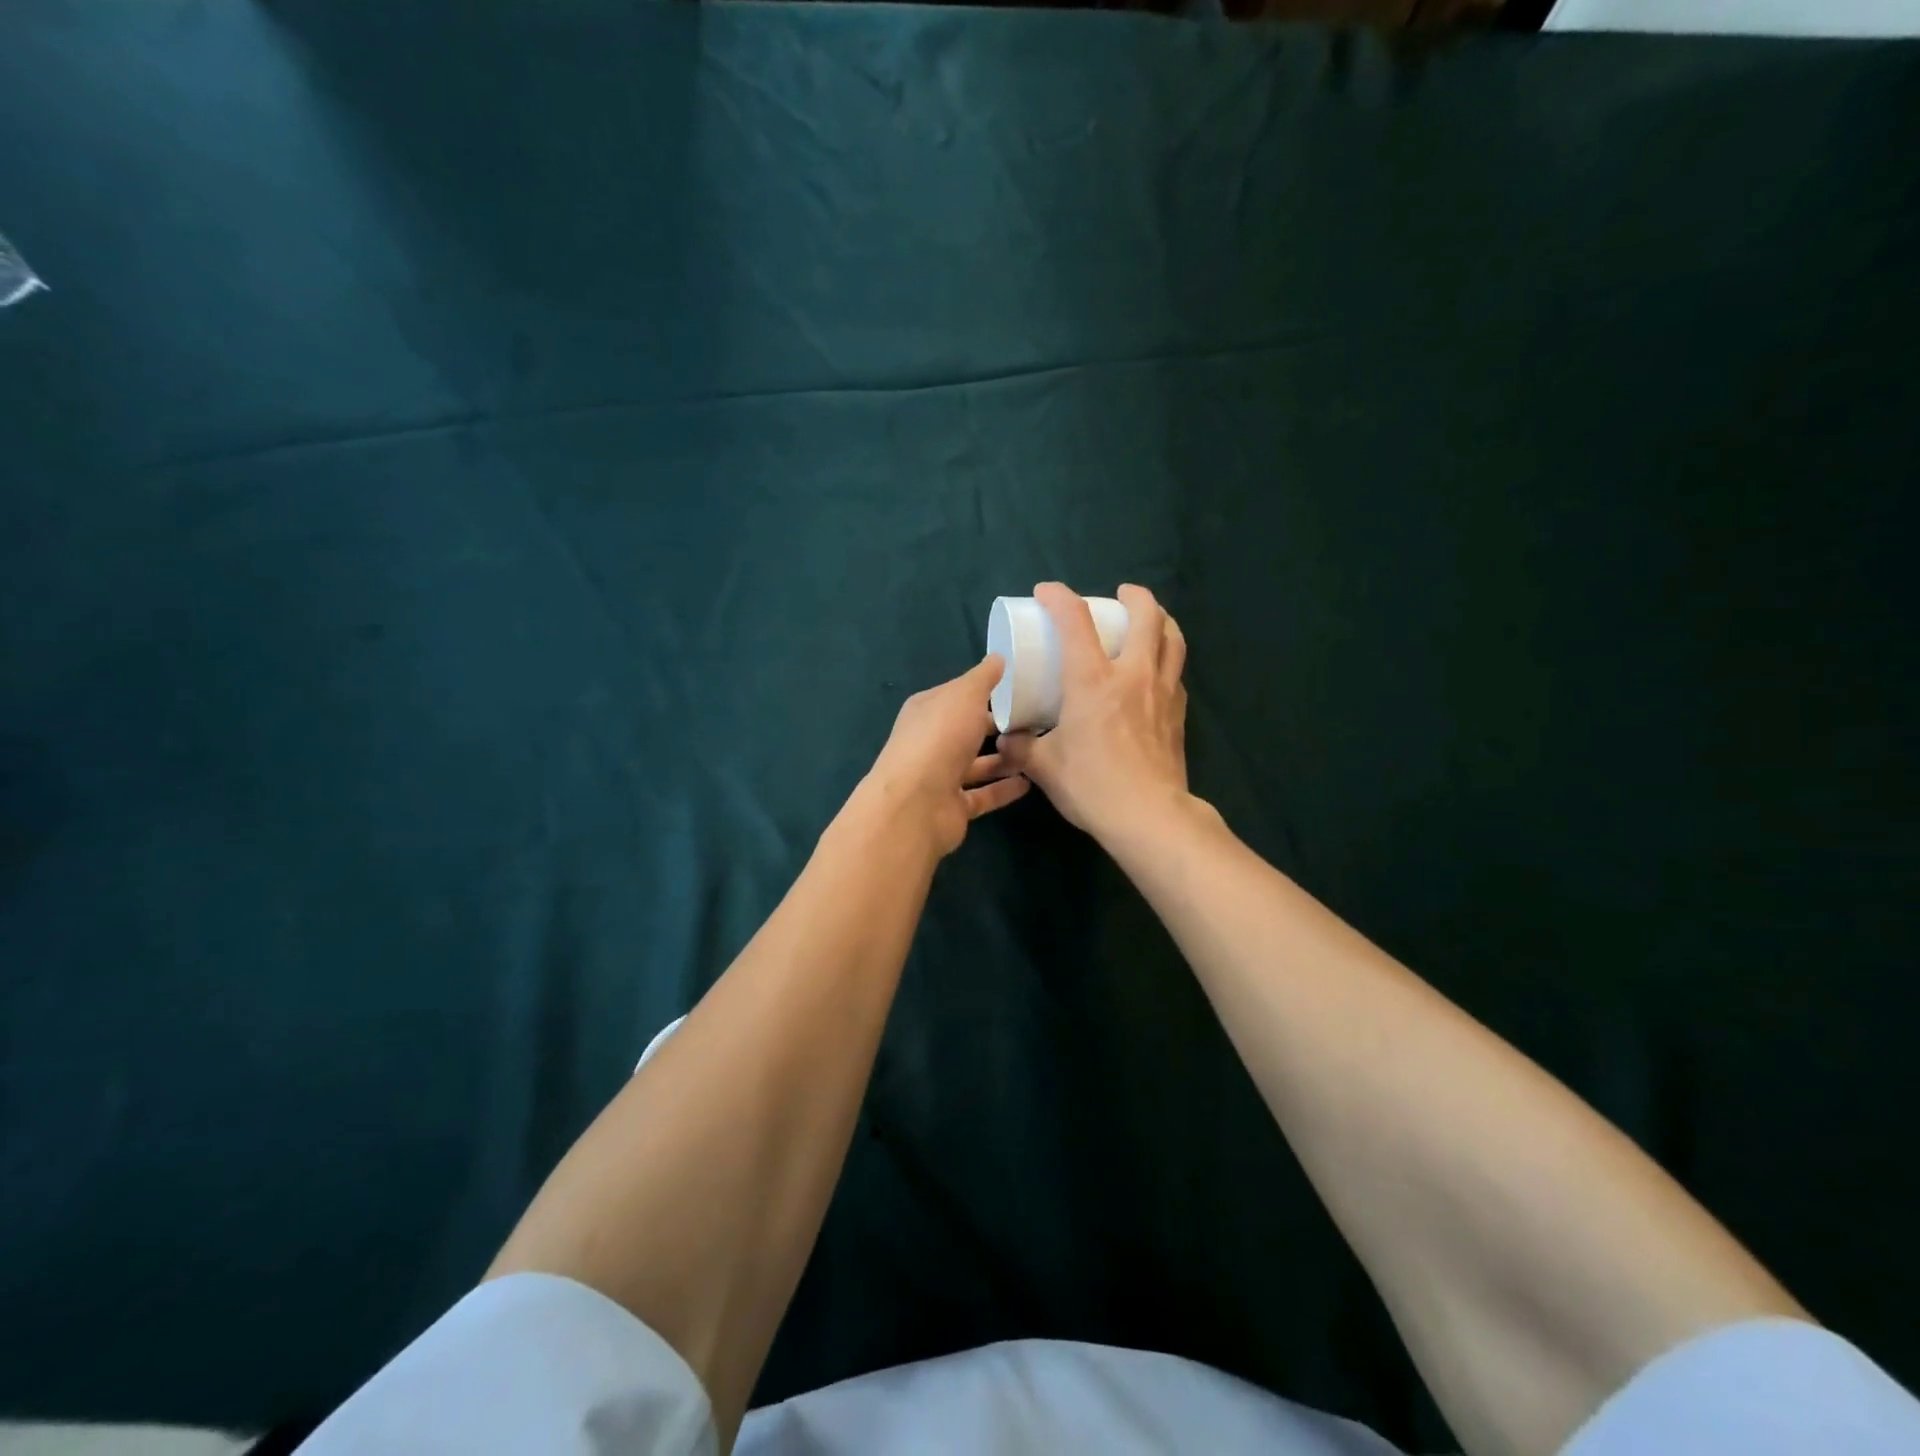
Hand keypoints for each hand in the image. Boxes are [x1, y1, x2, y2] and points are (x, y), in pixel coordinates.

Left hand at [855, 655, 1030, 858]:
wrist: (917, 804)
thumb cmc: (940, 738)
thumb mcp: (965, 696)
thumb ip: (983, 678)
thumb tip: (998, 657)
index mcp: (927, 710)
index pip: (958, 695)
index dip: (984, 691)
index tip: (1018, 689)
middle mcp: (930, 742)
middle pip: (967, 731)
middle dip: (997, 727)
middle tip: (1035, 722)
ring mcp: (939, 777)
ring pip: (976, 764)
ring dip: (1004, 759)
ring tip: (1036, 751)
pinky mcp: (952, 806)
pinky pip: (983, 795)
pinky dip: (1003, 789)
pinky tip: (1029, 782)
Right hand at [996, 583, 1190, 844]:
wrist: (1149, 816)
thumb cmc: (1092, 785)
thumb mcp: (1044, 767)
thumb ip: (1022, 747)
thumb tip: (1007, 738)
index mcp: (1093, 681)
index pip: (1076, 622)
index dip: (1059, 597)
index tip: (1047, 592)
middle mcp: (1133, 675)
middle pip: (1146, 617)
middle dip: (1134, 596)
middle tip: (1121, 594)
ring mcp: (1163, 692)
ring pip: (1173, 639)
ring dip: (1162, 620)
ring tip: (1150, 618)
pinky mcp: (1178, 714)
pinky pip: (1177, 672)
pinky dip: (1167, 658)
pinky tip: (1158, 670)